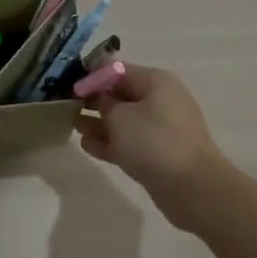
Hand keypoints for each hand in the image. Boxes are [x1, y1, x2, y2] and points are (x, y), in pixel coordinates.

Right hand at [77, 65, 224, 225]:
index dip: (92, 77)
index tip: (68, 86)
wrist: (191, 186)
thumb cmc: (153, 141)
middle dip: (94, 101)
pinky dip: (110, 142)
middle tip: (66, 107)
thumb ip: (103, 103)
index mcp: (156, 82)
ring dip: (99, 123)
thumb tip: (100, 98)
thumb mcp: (120, 116)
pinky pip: (129, 142)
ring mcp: (161, 128)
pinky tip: (87, 146)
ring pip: (123, 121)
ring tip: (73, 126)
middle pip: (121, 95)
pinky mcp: (158, 153)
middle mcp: (160, 100)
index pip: (118, 71)